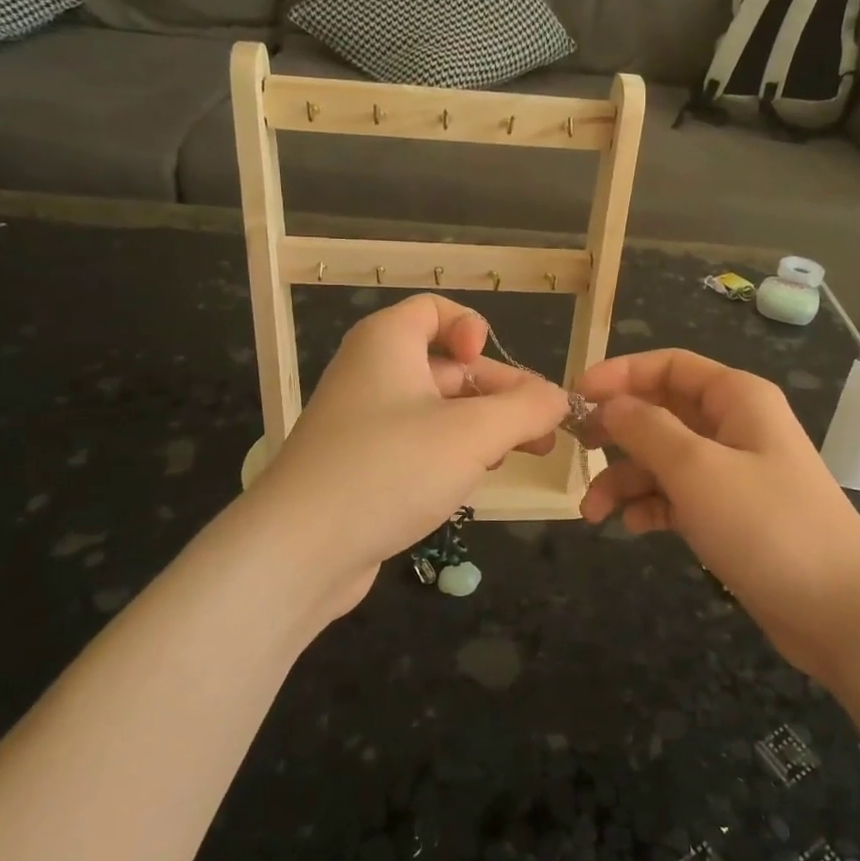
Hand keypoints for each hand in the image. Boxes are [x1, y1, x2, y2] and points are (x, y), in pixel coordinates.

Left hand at [245, 294, 567, 626]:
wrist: (299, 551)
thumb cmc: (391, 468)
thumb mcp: (473, 433)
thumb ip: (526, 410)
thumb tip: (560, 399)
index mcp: (387, 342)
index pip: (436, 310)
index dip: (472, 328)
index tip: (491, 364)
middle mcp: (372, 372)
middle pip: (448, 364)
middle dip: (499, 391)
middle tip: (543, 428)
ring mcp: (364, 422)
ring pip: (438, 408)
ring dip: (484, 425)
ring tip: (524, 454)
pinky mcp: (363, 465)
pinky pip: (419, 442)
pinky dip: (454, 451)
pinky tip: (479, 477)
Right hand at [577, 349, 859, 684]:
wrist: (840, 612)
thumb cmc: (767, 525)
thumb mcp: (697, 469)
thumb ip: (646, 429)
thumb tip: (609, 404)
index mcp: (736, 398)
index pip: (669, 366)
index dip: (620, 373)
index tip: (575, 395)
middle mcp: (735, 426)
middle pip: (662, 411)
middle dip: (618, 431)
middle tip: (578, 450)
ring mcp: (734, 472)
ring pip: (665, 459)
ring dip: (626, 479)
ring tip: (592, 513)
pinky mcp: (731, 514)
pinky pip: (679, 496)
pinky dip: (652, 506)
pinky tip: (634, 527)